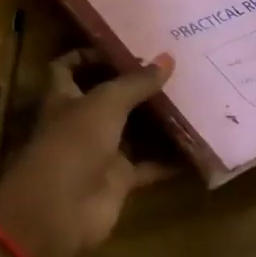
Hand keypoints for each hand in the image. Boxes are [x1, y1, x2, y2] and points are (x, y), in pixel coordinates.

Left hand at [0, 49, 175, 256]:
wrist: (60, 210)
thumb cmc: (73, 143)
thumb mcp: (106, 103)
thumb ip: (136, 82)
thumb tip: (168, 57)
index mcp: (63, 97)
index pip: (67, 68)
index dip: (87, 55)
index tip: (120, 46)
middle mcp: (80, 122)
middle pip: (107, 98)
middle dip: (134, 85)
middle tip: (170, 67)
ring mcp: (99, 152)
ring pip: (131, 131)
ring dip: (155, 119)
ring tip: (189, 98)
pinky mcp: (118, 180)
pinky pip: (147, 166)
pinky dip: (168, 160)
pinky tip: (194, 146)